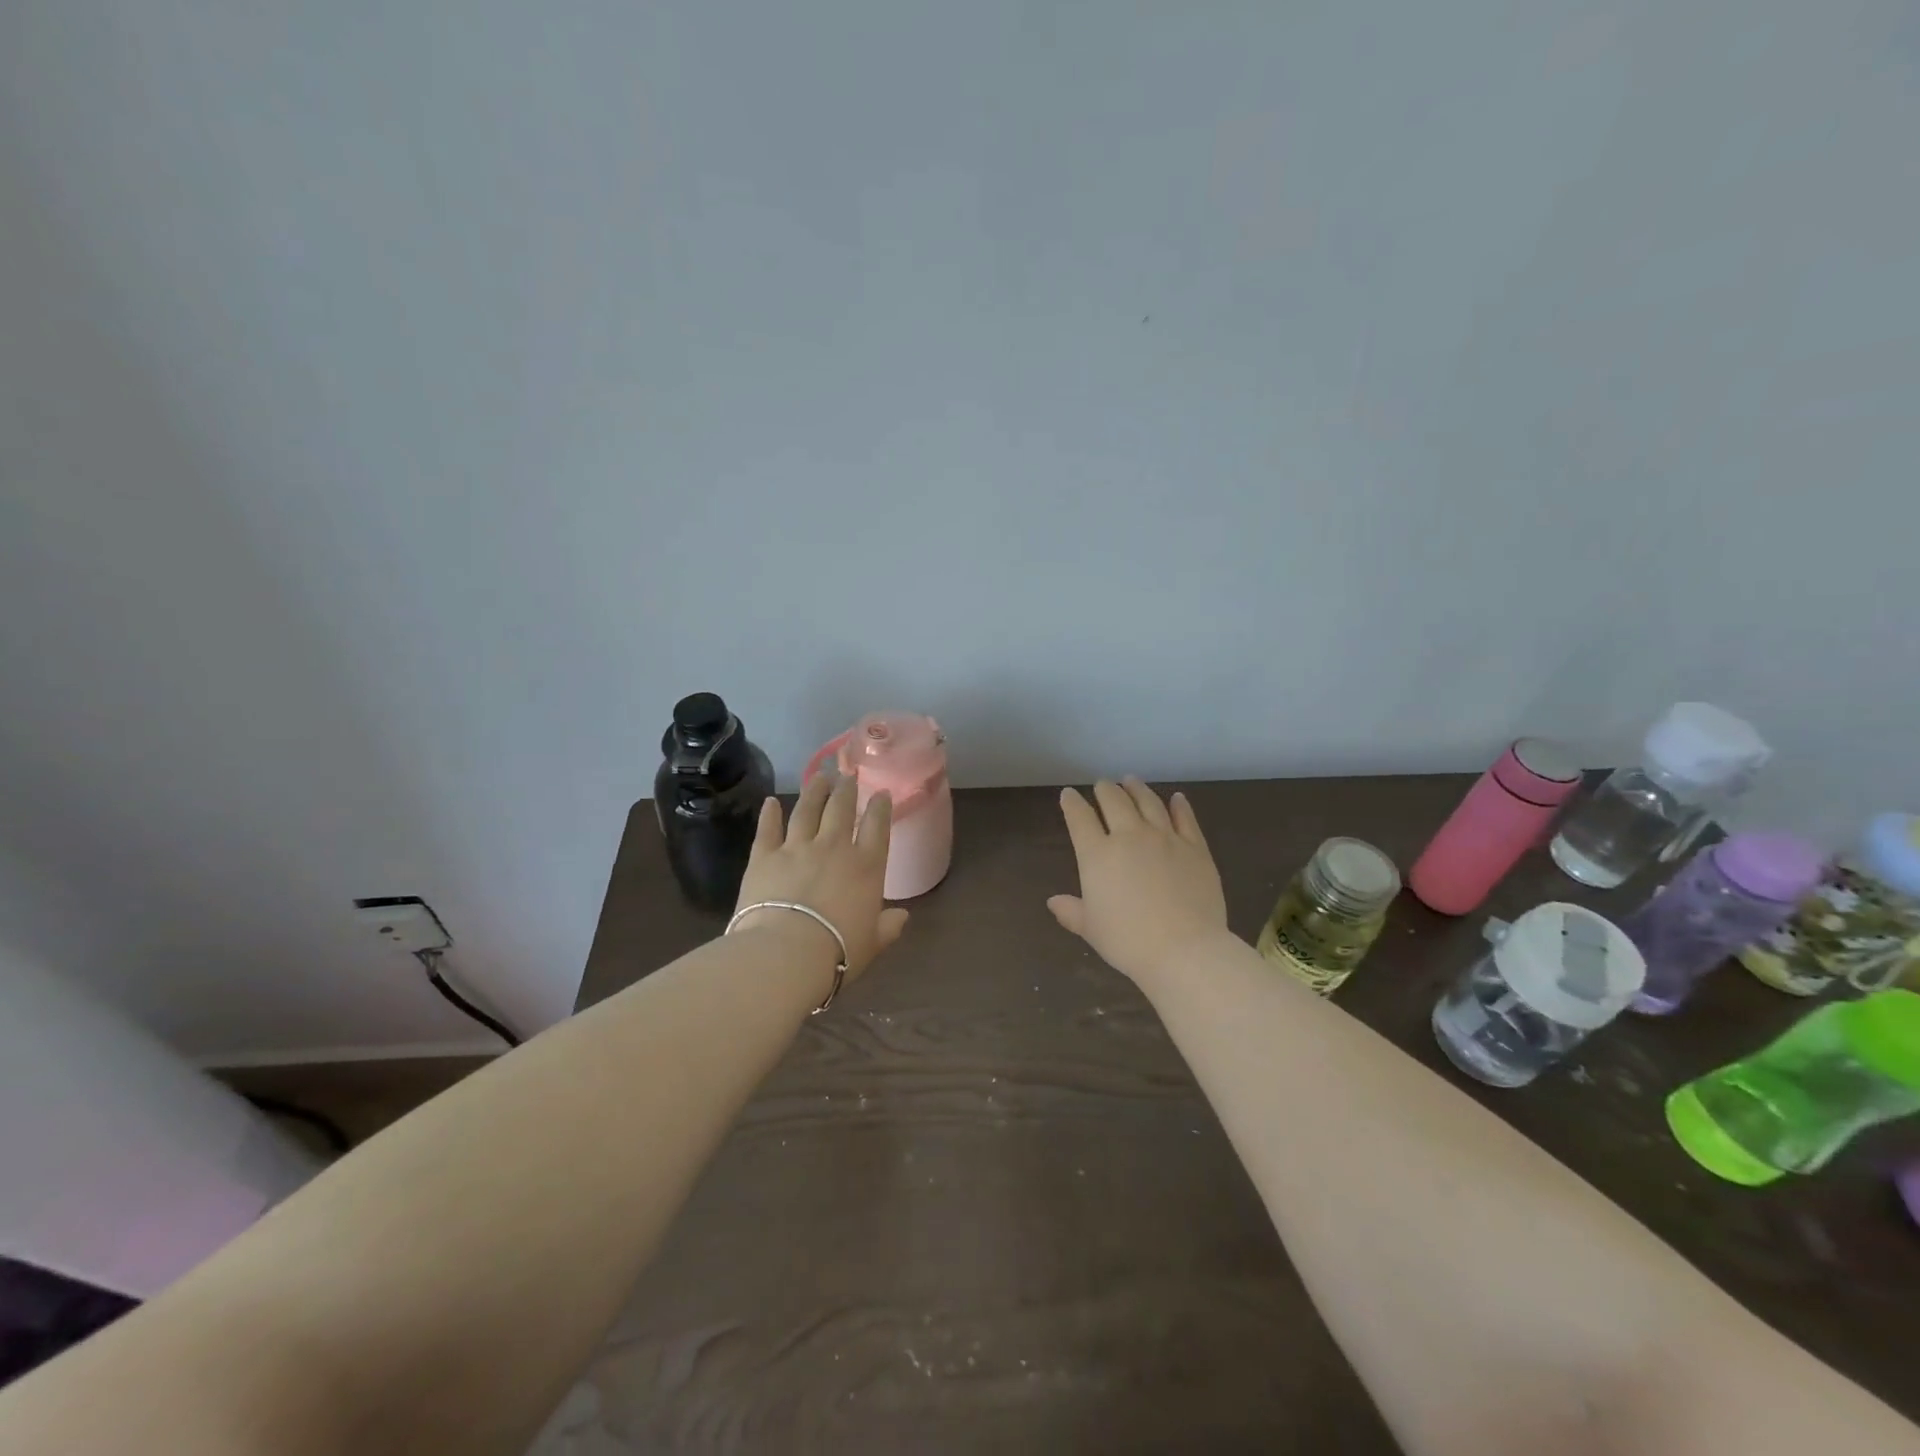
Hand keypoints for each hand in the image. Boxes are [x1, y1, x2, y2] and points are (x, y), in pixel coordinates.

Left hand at [733, 774, 909, 986]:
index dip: (881, 807)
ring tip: (819, 776)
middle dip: (847, 789)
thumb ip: (888, 927)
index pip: (878, 827)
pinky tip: (771, 802)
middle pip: (842, 809)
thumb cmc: (838, 951)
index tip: (882, 793)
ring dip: (815, 791)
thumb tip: (903, 917)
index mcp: (867, 867)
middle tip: (847, 774)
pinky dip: (769, 814)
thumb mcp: (873, 944)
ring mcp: (798, 848)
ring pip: (808, 810)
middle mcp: (834, 848)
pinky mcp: (765, 856)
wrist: (786, 953)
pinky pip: (768, 829)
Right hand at [1048, 777, 1229, 988]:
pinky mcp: (1195, 847)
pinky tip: (1177, 798)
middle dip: (1105, 790)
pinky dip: (1179, 806)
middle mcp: (1129, 836)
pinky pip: (1185, 818)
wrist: (1184, 950)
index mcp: (1098, 855)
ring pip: (1149, 802)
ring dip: (1137, 789)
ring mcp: (1165, 838)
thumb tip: (1053, 902)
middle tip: (1102, 785)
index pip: (1080, 818)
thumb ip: (1071, 911)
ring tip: (1131, 781)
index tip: (1068, 795)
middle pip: (1114, 801)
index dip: (1072, 804)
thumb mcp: (1091, 929)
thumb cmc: (1128, 941)